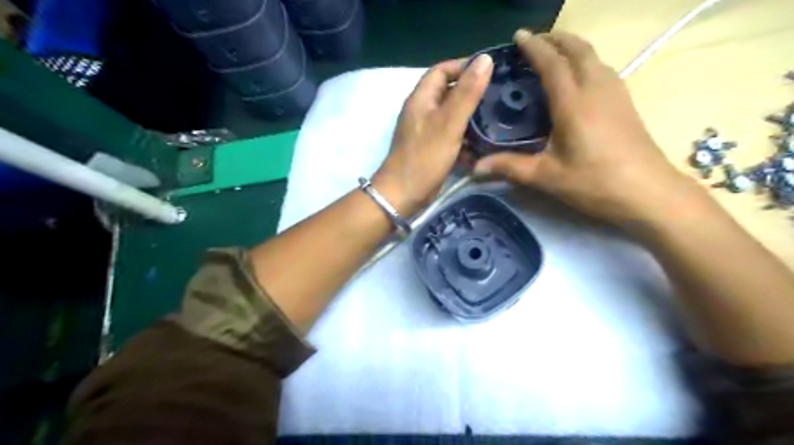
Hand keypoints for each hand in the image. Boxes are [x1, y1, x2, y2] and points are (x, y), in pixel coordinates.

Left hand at [374, 53, 493, 215]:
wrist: (403, 195)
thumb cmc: (425, 157)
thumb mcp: (448, 123)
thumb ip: (467, 93)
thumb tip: (485, 59)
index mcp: (421, 98)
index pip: (442, 70)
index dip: (464, 66)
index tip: (491, 71)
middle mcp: (422, 111)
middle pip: (449, 92)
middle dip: (472, 92)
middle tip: (499, 96)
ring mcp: (426, 131)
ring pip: (452, 116)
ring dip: (471, 117)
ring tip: (497, 119)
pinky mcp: (431, 149)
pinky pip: (451, 136)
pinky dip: (465, 138)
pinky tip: (483, 144)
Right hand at [469, 30, 699, 228]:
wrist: (648, 192)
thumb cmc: (594, 183)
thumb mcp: (546, 177)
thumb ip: (510, 167)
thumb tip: (475, 168)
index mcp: (573, 103)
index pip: (551, 63)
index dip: (534, 47)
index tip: (518, 36)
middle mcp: (596, 89)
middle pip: (577, 49)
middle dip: (555, 39)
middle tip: (534, 41)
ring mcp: (615, 93)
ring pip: (594, 56)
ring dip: (573, 47)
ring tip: (554, 54)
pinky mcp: (626, 103)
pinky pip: (603, 69)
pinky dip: (586, 61)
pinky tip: (579, 77)